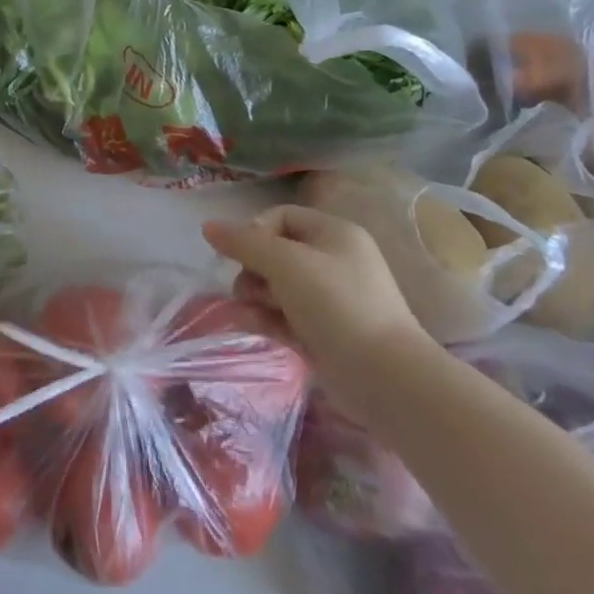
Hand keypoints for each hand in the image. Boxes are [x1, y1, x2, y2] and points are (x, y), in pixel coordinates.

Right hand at [203, 202, 429, 390]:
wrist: (385, 378)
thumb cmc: (337, 305)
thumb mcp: (285, 263)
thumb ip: (244, 242)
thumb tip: (207, 226)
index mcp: (333, 234)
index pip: (280, 216)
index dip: (254, 230)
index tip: (240, 253)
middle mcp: (332, 260)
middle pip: (273, 252)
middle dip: (252, 268)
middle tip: (250, 288)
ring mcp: (329, 299)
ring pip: (274, 286)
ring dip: (254, 296)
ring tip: (250, 312)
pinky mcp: (322, 332)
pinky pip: (282, 315)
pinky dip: (265, 318)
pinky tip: (251, 326)